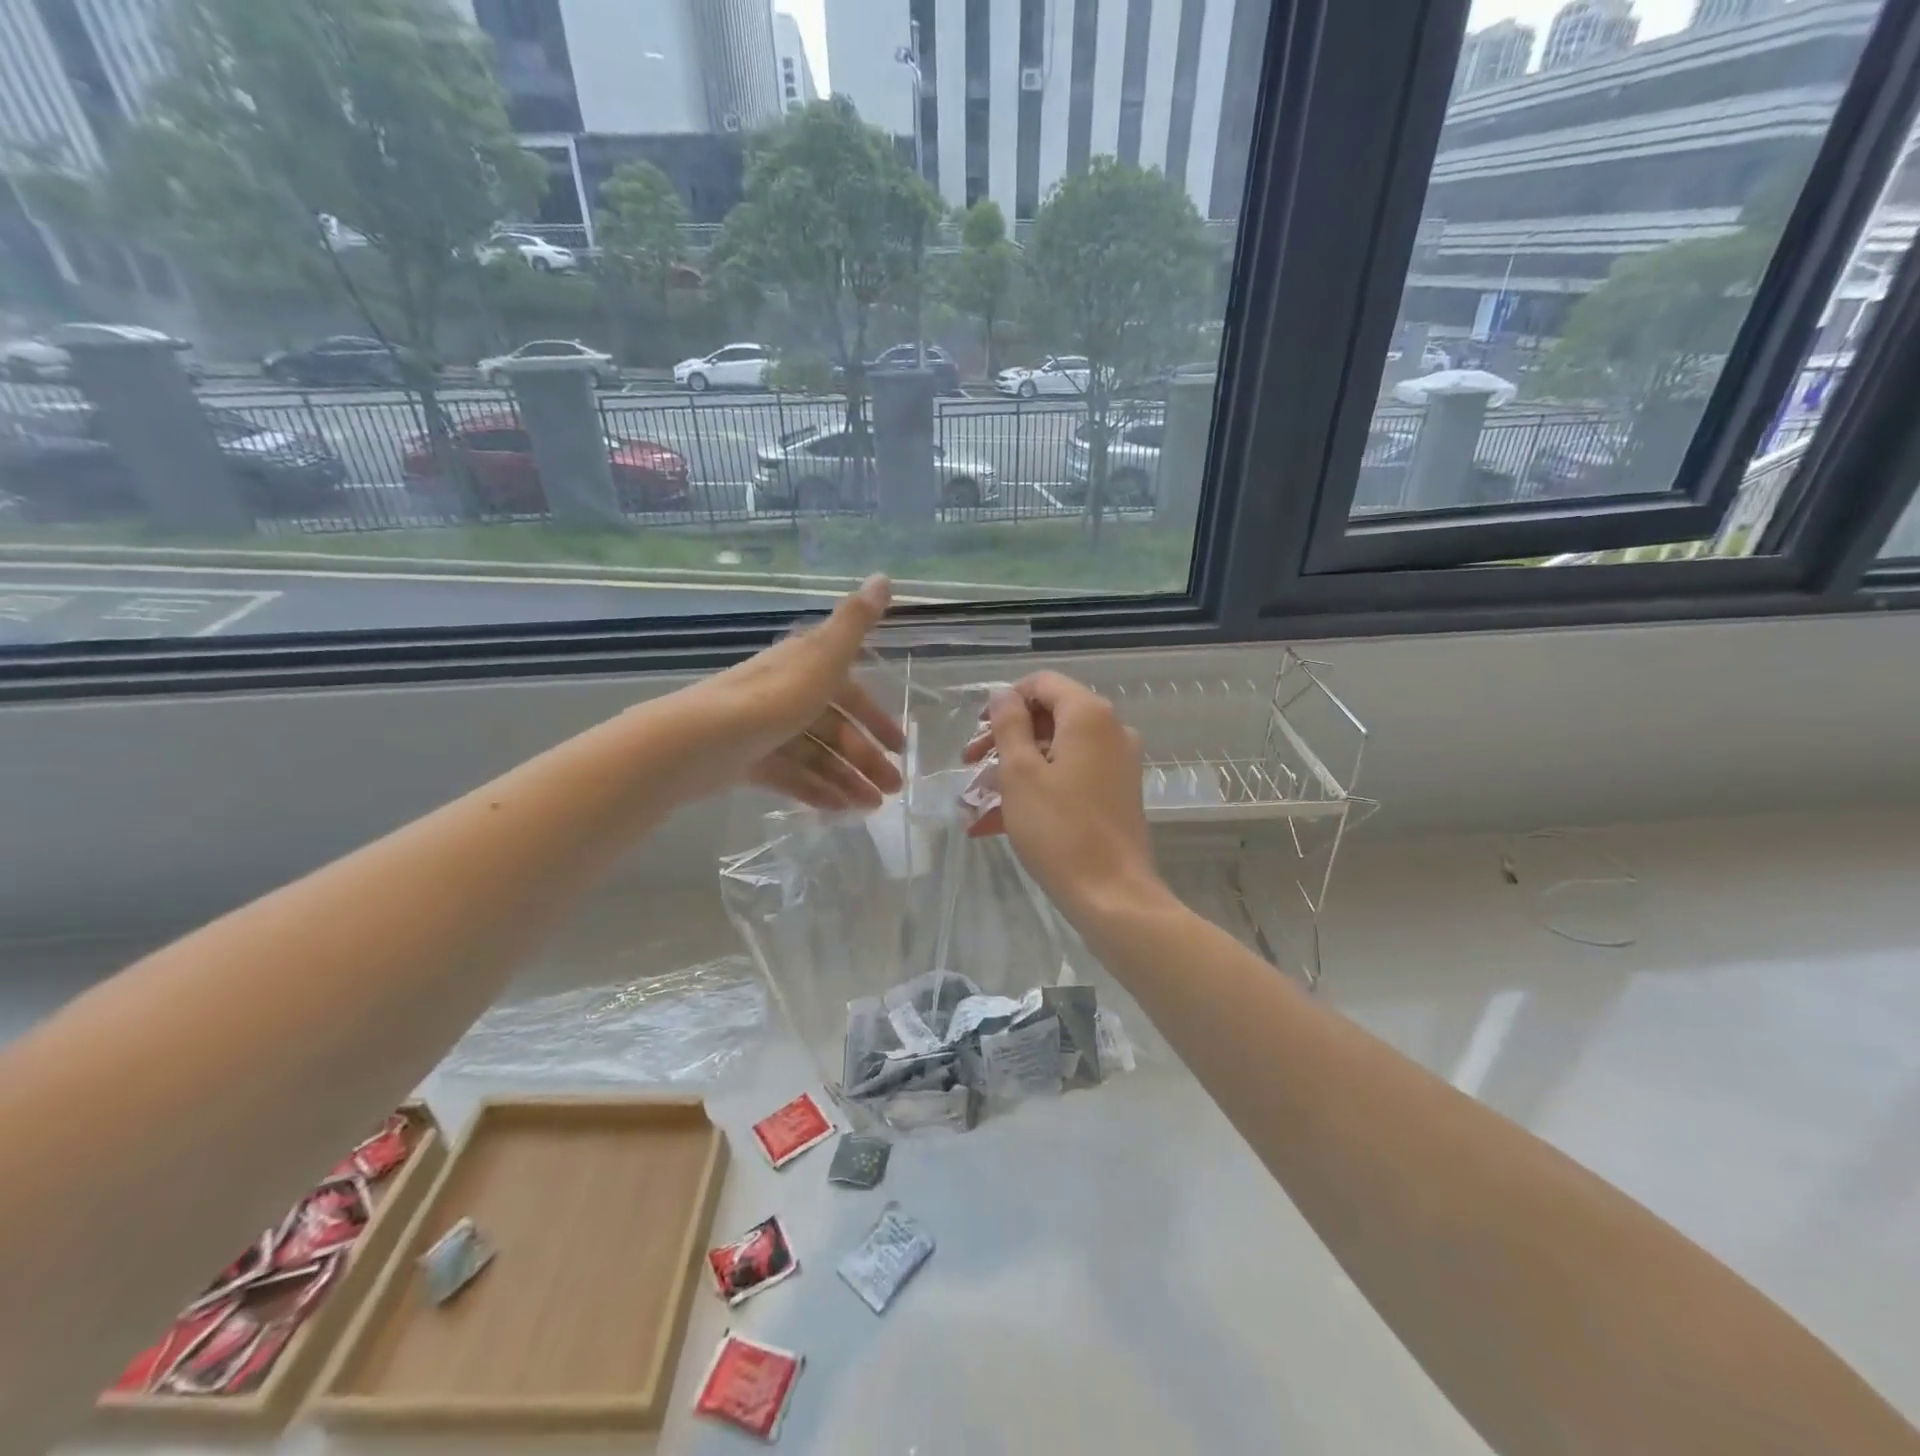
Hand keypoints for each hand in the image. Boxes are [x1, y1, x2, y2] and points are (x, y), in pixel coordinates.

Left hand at [682, 576, 904, 811]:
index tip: (899, 747)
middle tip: (894, 790)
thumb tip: (884, 577)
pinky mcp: (747, 760)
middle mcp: (785, 695)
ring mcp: (765, 730)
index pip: (849, 692)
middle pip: (834, 729)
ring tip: (870, 808)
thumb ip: (856, 623)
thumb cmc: (772, 698)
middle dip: (866, 758)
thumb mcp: (824, 657)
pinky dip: (814, 791)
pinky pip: (790, 776)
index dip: (876, 718)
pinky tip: (838, 811)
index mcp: (804, 668)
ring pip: (815, 756)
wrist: (700, 741)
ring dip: (846, 779)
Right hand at [964, 671, 1164, 923]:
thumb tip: (1003, 695)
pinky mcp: (1116, 795)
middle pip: (1049, 718)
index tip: (977, 730)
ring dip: (1013, 771)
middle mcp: (1110, 731)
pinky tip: (995, 824)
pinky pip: (1069, 779)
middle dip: (1004, 740)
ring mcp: (1117, 764)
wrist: (1112, 894)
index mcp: (1089, 716)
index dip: (1006, 701)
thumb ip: (1009, 725)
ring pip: (1055, 752)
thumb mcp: (1020, 773)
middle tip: (970, 766)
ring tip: (976, 803)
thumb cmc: (1059, 829)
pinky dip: (1036, 791)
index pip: (1043, 684)